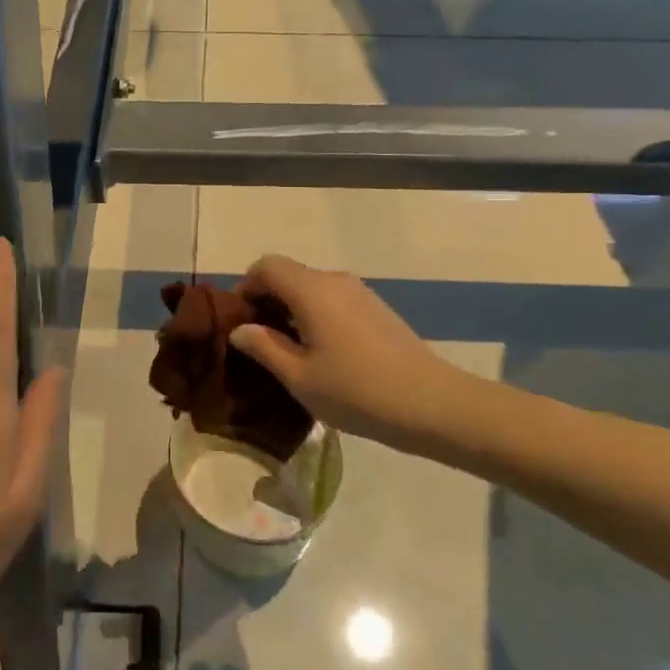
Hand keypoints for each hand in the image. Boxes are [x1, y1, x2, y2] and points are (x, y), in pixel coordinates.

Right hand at [230, 255, 481, 454]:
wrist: (431, 403)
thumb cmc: (356, 391)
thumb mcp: (299, 376)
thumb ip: (264, 347)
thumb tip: (240, 329)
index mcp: (311, 290)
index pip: (266, 266)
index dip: (246, 286)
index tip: (239, 320)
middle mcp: (334, 280)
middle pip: (289, 274)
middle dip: (267, 299)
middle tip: (257, 340)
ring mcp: (359, 293)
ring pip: (312, 288)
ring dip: (291, 309)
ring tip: (287, 350)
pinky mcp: (376, 308)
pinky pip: (333, 300)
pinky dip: (315, 315)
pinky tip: (320, 353)